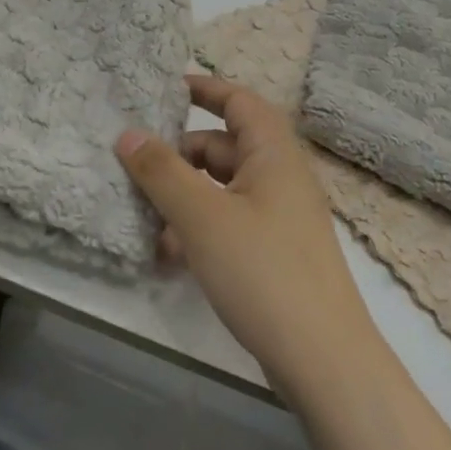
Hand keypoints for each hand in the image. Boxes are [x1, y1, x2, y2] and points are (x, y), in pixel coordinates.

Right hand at [117, 75, 375, 399]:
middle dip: (179, 156)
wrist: (323, 360)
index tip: (164, 89)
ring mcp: (278, 219)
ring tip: (144, 220)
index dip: (204, 89)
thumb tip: (127, 134)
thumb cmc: (263, 271)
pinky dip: (198, 232)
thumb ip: (162, 172)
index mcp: (273, 155)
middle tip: (136, 167)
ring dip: (183, 199)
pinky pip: (228, 226)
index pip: (239, 101)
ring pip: (221, 191)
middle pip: (223, 147)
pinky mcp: (273, 256)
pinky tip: (169, 259)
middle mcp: (279, 179)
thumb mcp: (202, 217)